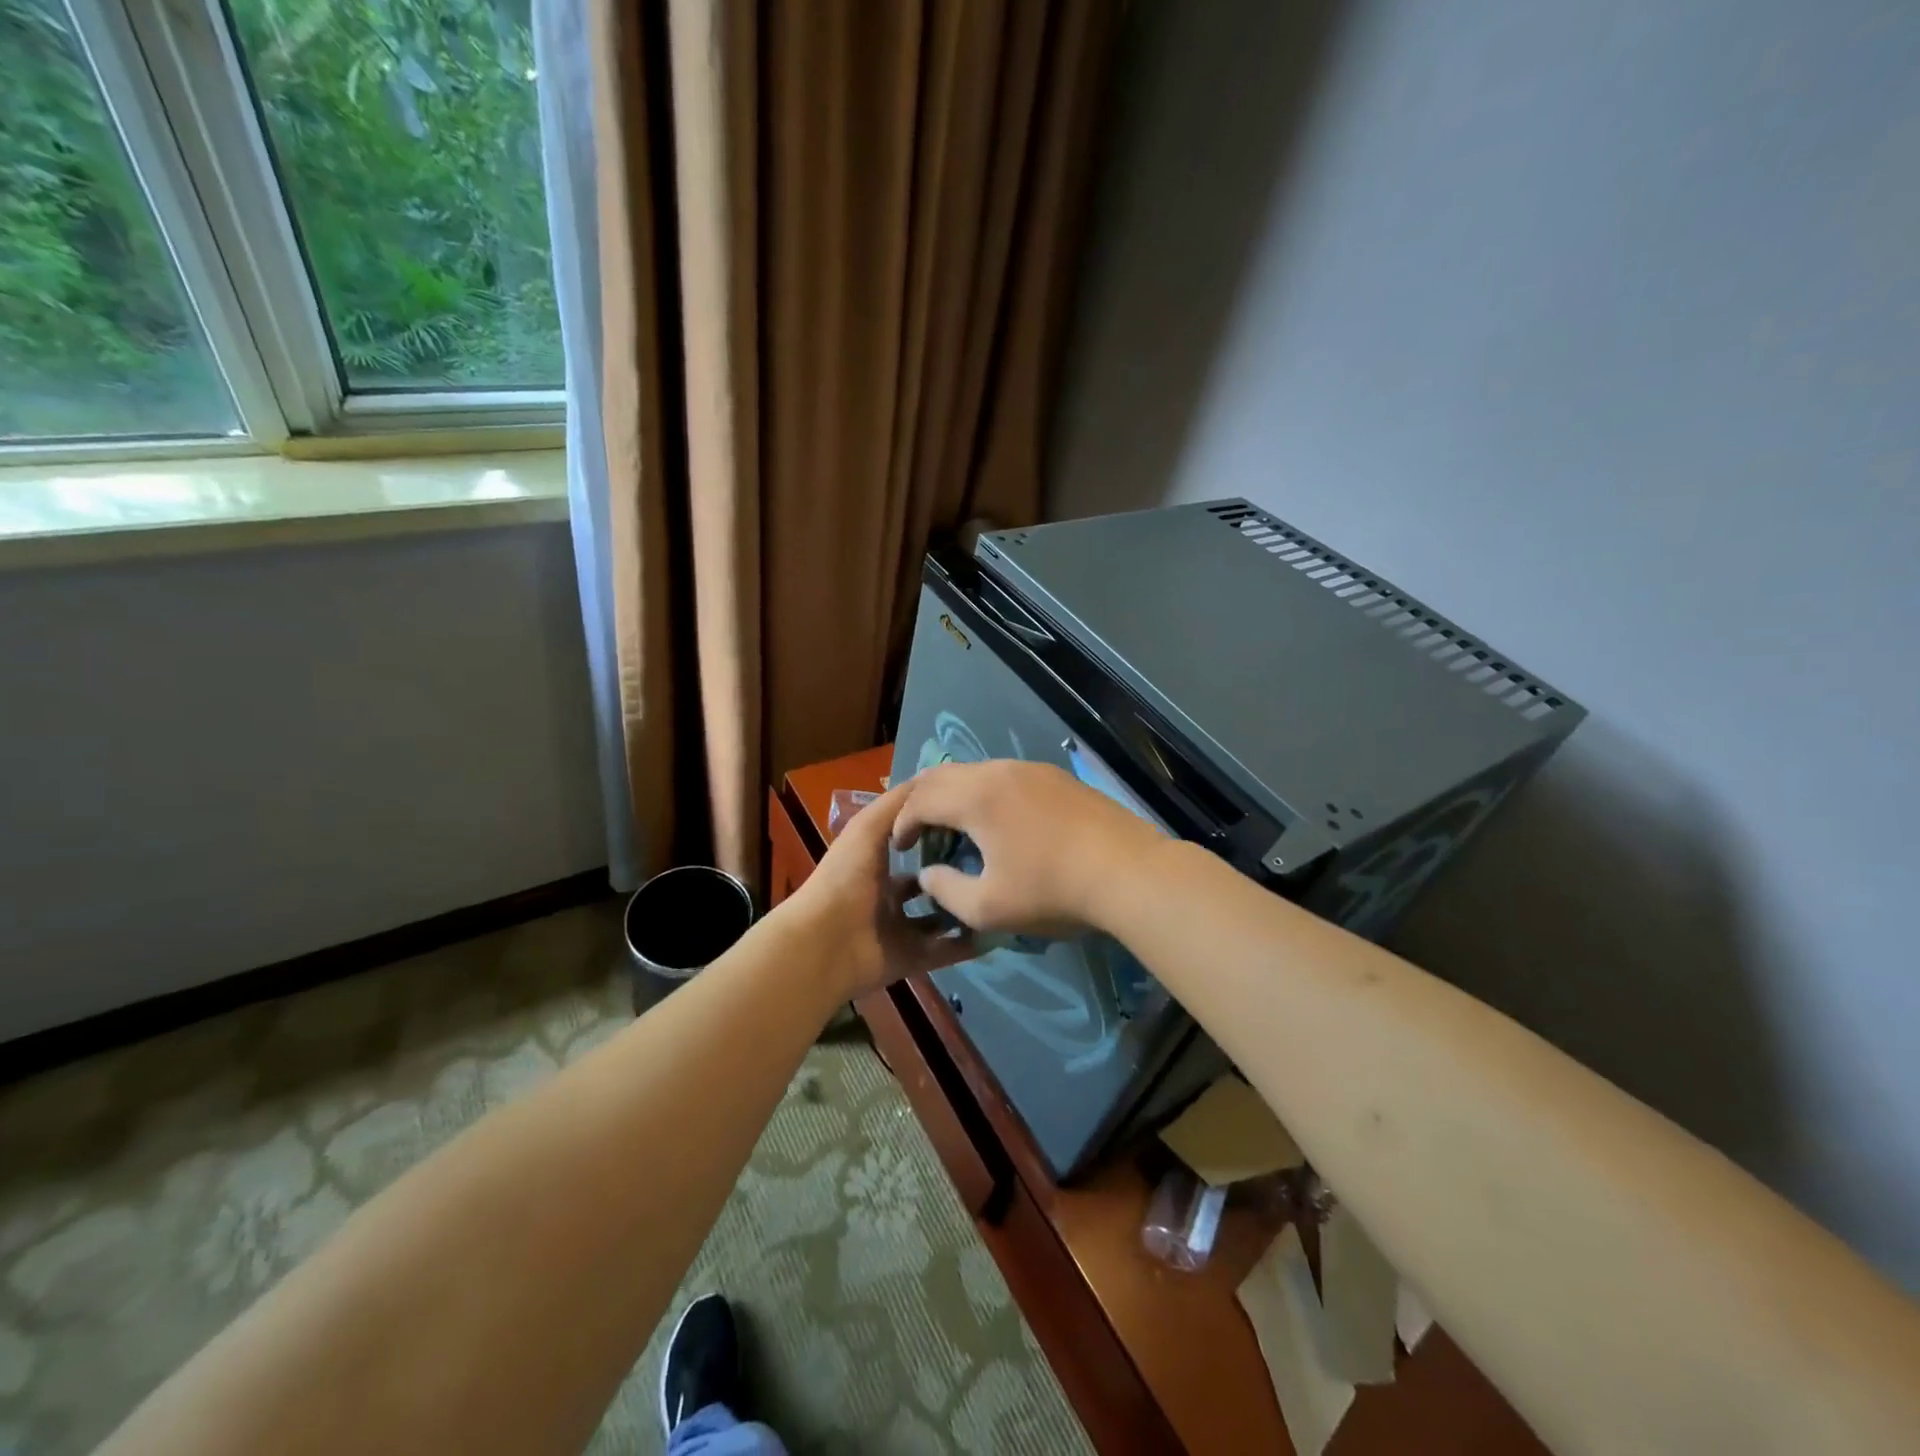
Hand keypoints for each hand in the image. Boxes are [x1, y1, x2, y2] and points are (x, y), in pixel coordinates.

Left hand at [786, 780, 976, 998]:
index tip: (970, 825)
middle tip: (992, 863)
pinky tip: (995, 928)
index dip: (936, 836)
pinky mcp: (912, 959)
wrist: (825, 941)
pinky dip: (967, 944)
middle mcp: (888, 898)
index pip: (910, 848)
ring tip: (998, 893)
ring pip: (940, 919)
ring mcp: (900, 931)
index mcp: (875, 866)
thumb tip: (933, 782)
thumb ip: (898, 804)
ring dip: (964, 909)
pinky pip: (945, 951)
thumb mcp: (869, 827)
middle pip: (928, 885)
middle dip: (954, 875)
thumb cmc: (846, 877)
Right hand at [891, 760, 1166, 936]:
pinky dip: (984, 794)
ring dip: (954, 795)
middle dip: (921, 801)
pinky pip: (1005, 777)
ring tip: (953, 825)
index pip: (921, 799)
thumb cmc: (1052, 891)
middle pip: (943, 775)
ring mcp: (1032, 769)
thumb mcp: (987, 907)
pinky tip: (997, 821)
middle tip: (915, 829)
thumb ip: (946, 890)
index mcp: (975, 798)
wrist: (1130, 872)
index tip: (900, 848)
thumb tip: (928, 874)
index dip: (902, 823)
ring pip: (976, 772)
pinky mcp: (1057, 777)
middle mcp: (999, 771)